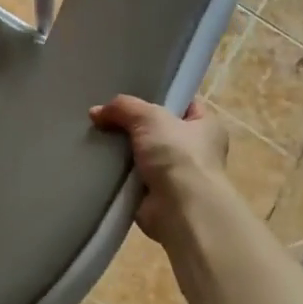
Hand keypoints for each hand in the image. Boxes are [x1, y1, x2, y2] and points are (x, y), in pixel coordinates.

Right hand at [90, 95, 228, 240]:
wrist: (180, 208)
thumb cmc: (178, 154)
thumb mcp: (149, 117)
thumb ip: (123, 107)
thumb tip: (96, 112)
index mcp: (207, 127)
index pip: (184, 104)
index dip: (161, 97)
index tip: (134, 94)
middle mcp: (195, 151)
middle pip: (158, 130)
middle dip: (134, 125)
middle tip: (105, 117)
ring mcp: (175, 175)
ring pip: (142, 154)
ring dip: (122, 151)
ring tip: (95, 138)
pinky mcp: (156, 196)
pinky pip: (131, 178)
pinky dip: (116, 174)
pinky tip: (97, 164)